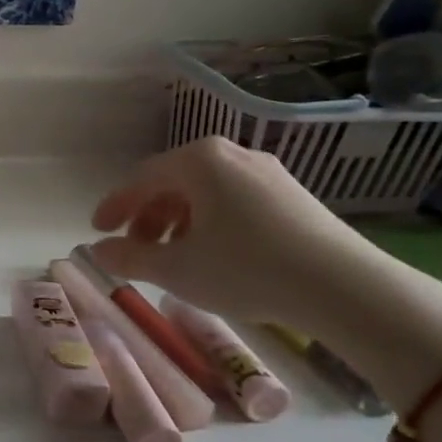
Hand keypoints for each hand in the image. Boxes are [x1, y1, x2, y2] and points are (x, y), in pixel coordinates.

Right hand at [87, 137, 390, 331]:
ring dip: (178, 222)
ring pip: (205, 192)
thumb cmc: (245, 268)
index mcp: (197, 160)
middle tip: (136, 248)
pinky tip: (214, 255)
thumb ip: (128, 257)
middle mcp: (231, 154)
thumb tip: (97, 251)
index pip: (140, 178)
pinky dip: (211, 223)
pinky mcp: (293, 196)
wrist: (343, 287)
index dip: (113, 206)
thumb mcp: (175, 269)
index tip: (97, 230)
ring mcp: (267, 172)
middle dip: (147, 216)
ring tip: (174, 256)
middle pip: (173, 183)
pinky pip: (234, 201)